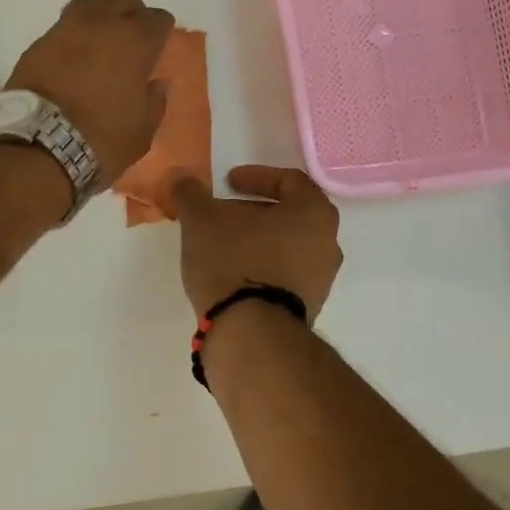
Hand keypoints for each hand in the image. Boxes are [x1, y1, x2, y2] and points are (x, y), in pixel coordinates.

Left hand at [7, 0, 174, 184]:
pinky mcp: (38, 44)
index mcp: (135, 42)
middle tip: (129, 37)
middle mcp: (101, 24)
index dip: (160, 31)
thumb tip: (156, 84)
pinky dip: (71, 38)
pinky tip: (71, 62)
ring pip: (87, 2)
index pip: (158, 17)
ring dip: (97, 16)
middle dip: (129, 9)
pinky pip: (61, 28)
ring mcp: (65, 30)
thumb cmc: (101, 140)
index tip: (157, 49)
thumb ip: (154, 102)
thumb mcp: (142, 132)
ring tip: (97, 45)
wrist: (37, 146)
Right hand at [171, 166, 342, 316]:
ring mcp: (322, 279)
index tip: (227, 183)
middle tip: (222, 214)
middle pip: (289, 214)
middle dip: (253, 210)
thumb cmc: (234, 262)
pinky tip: (233, 274)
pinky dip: (261, 266)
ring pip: (287, 245)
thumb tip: (182, 177)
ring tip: (222, 245)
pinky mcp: (308, 307)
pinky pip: (285, 274)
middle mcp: (328, 243)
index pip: (290, 180)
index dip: (256, 177)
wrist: (251, 333)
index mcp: (314, 213)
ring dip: (256, 240)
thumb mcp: (202, 219)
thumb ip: (191, 193)